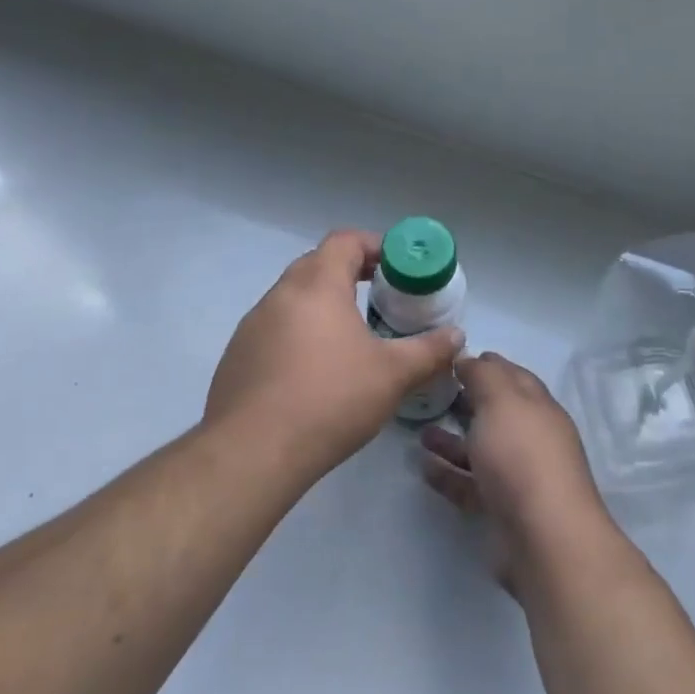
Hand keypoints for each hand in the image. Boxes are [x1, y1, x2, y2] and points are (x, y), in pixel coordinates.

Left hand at [205, 229, 464, 474]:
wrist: (252, 452)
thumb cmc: (330, 399)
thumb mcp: (393, 375)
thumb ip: (429, 351)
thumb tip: (457, 336)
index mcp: (317, 285)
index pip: (345, 241)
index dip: (374, 246)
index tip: (397, 267)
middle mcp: (280, 295)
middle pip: (317, 264)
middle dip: (350, 273)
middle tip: (380, 297)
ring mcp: (252, 325)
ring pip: (293, 298)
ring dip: (322, 305)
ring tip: (350, 337)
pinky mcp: (237, 356)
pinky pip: (274, 329)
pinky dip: (298, 334)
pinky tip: (314, 371)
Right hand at [419, 352, 611, 590]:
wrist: (544, 540)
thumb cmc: (522, 456)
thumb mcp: (501, 400)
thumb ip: (483, 375)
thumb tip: (469, 358)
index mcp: (538, 407)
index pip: (512, 376)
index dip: (486, 364)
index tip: (452, 359)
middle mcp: (531, 439)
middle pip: (496, 413)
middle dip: (467, 401)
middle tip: (430, 393)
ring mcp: (518, 477)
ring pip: (481, 450)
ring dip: (452, 439)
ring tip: (419, 431)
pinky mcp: (501, 510)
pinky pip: (470, 485)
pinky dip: (448, 474)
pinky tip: (422, 467)